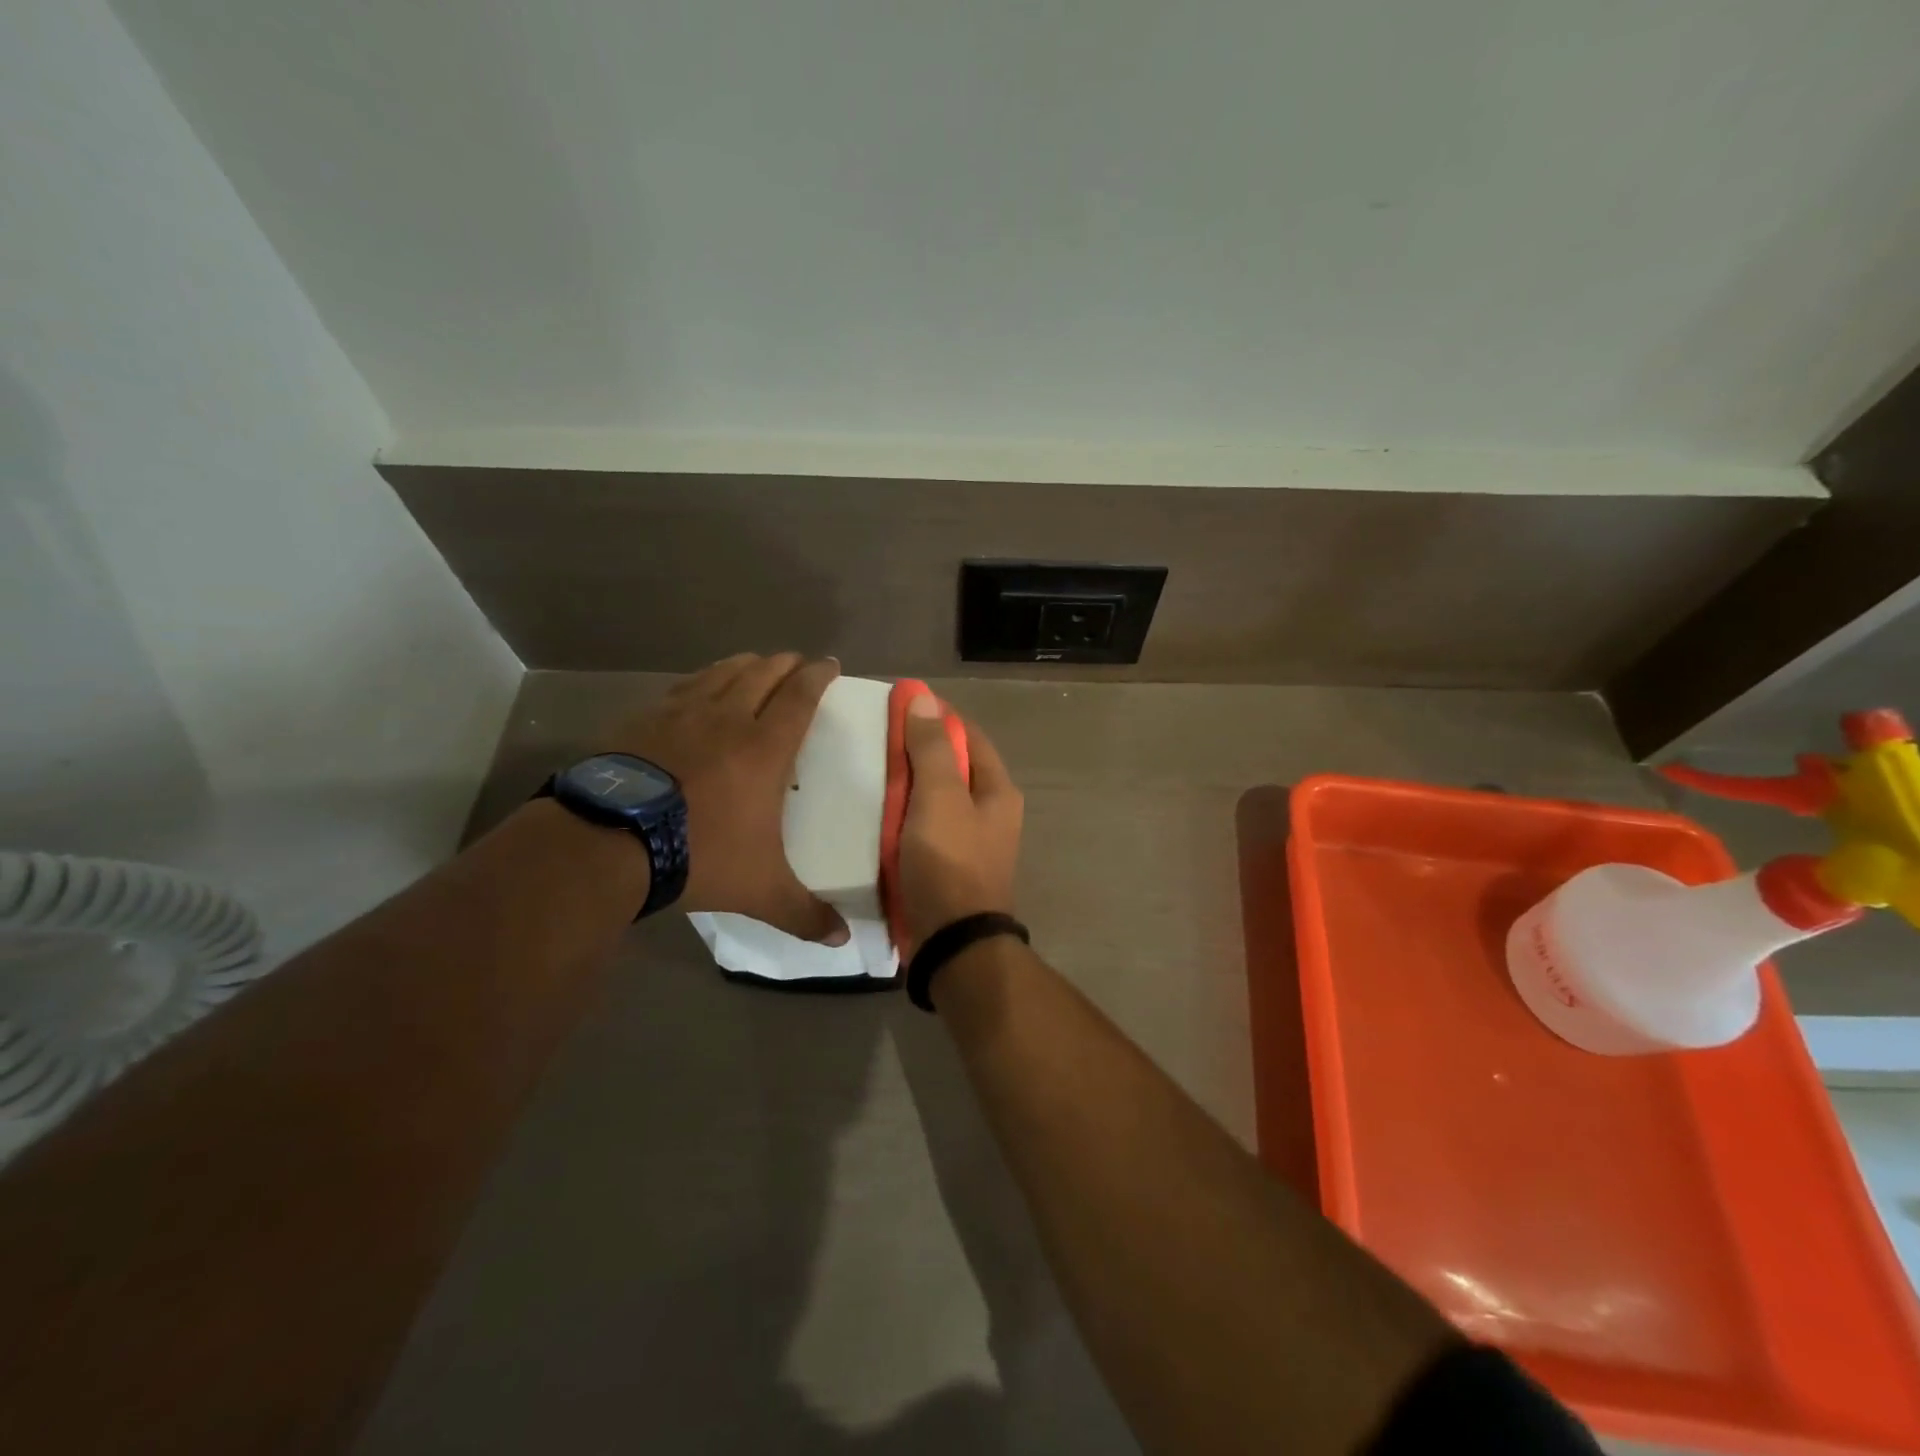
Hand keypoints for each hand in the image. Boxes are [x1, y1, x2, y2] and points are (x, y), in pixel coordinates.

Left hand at [614, 653, 847, 942]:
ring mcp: (680, 714)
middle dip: (786, 664)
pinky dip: (701, 681)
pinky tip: (698, 689)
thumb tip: (842, 941)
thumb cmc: (697, 855)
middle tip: (798, 663)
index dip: (819, 676)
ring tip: (756, 664)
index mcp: (764, 748)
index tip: (830, 663)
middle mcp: (727, 719)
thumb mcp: (759, 891)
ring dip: (745, 665)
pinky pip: (682, 688)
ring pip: (721, 673)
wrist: (608, 843)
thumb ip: (803, 914)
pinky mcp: (643, 719)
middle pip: (763, 674)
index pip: (800, 697)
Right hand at [896, 696, 1023, 955]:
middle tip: (875, 742)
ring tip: (869, 774)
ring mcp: (969, 841)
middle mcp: (990, 812)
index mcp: (997, 791)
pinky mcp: (947, 866)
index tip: (898, 706)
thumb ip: (931, 748)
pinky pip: (923, 828)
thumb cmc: (949, 862)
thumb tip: (924, 698)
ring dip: (906, 787)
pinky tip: (875, 815)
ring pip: (934, 799)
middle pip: (951, 767)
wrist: (951, 943)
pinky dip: (902, 818)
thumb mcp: (940, 797)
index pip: (967, 735)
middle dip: (916, 752)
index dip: (935, 716)